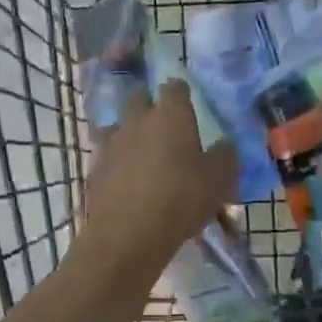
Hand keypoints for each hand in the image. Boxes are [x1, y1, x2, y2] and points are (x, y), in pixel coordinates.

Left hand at [79, 80, 237, 276]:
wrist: (128, 235)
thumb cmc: (181, 199)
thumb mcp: (220, 180)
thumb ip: (225, 155)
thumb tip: (224, 145)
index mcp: (170, 115)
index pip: (174, 87)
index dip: (182, 93)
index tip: (189, 103)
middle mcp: (137, 120)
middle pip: (139, 99)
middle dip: (151, 107)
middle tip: (165, 127)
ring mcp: (111, 143)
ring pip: (119, 126)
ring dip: (130, 134)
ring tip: (144, 154)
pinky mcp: (95, 168)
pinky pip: (109, 156)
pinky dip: (118, 163)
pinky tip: (128, 181)